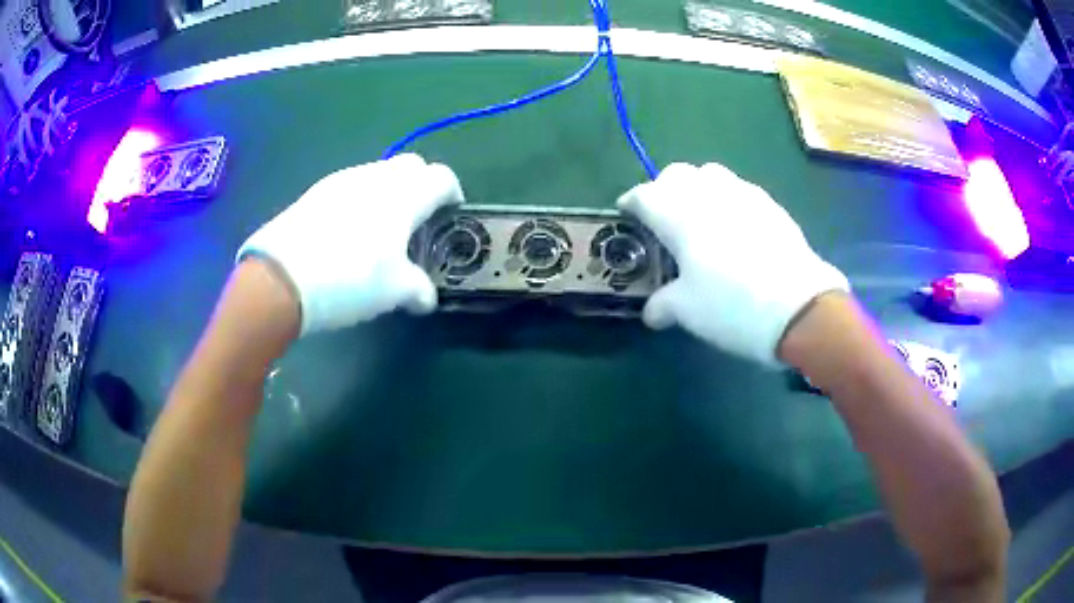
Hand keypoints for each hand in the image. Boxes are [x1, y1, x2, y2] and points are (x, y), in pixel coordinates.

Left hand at [237, 154, 462, 334]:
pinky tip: (348, 231)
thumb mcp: (395, 292)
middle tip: (417, 220)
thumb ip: (419, 290)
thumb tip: (427, 297)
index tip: (449, 215)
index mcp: (405, 195)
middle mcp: (377, 177)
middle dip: (421, 185)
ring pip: (379, 173)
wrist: (282, 278)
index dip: (453, 194)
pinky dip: (361, 199)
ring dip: (389, 191)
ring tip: (380, 228)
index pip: (442, 177)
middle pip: (412, 165)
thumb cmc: (350, 279)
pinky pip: (351, 185)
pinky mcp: (316, 190)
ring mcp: (343, 179)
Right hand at [618, 163, 848, 365]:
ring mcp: (744, 194)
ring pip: (711, 173)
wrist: (799, 308)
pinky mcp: (771, 204)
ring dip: (698, 188)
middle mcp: (709, 193)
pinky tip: (737, 227)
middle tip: (665, 219)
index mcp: (679, 214)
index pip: (644, 195)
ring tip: (702, 217)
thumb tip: (652, 312)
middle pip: (677, 174)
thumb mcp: (687, 311)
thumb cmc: (731, 305)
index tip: (627, 215)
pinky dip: (729, 199)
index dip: (631, 203)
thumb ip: (663, 305)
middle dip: (664, 190)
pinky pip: (740, 189)